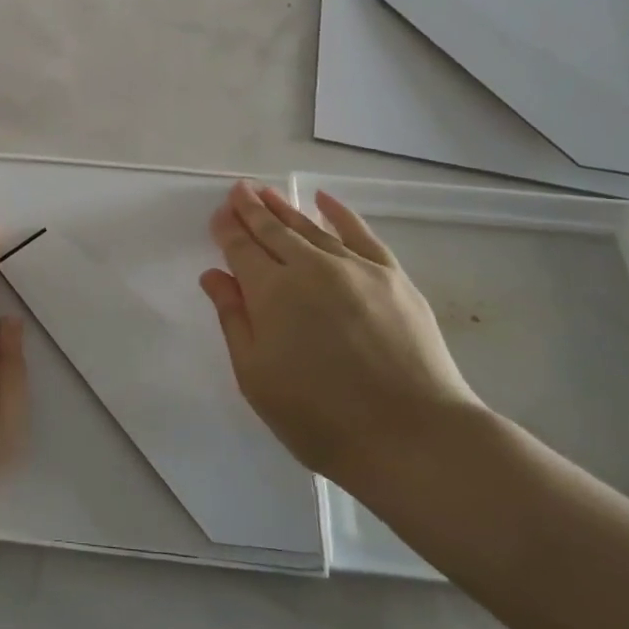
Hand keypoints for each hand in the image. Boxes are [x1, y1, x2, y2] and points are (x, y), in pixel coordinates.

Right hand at [200, 182, 482, 494]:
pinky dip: (340, 214)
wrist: (413, 438)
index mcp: (272, 293)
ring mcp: (355, 268)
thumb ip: (233, 320)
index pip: (241, 249)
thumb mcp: (256, 377)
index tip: (218, 215)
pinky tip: (324, 200)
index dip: (227, 230)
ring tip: (266, 192)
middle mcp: (310, 268)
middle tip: (238, 190)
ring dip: (285, 208)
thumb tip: (214, 275)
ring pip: (311, 227)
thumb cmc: (320, 419)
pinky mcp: (392, 277)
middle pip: (274, 230)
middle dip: (252, 209)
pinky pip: (361, 234)